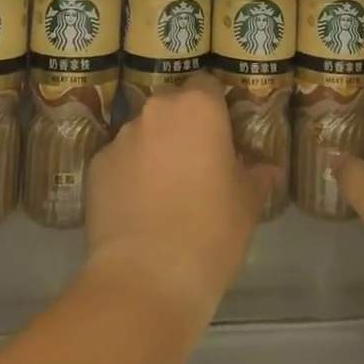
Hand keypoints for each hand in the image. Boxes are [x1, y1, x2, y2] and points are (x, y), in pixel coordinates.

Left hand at [86, 77, 278, 319]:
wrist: (146, 279)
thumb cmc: (210, 232)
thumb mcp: (247, 204)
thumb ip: (257, 175)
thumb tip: (268, 169)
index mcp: (198, 107)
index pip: (207, 84)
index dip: (216, 107)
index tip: (223, 135)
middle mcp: (156, 110)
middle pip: (172, 104)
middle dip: (183, 125)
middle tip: (196, 162)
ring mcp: (121, 136)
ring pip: (144, 131)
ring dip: (155, 148)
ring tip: (164, 190)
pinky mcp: (96, 165)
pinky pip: (119, 159)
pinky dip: (129, 173)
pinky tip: (137, 207)